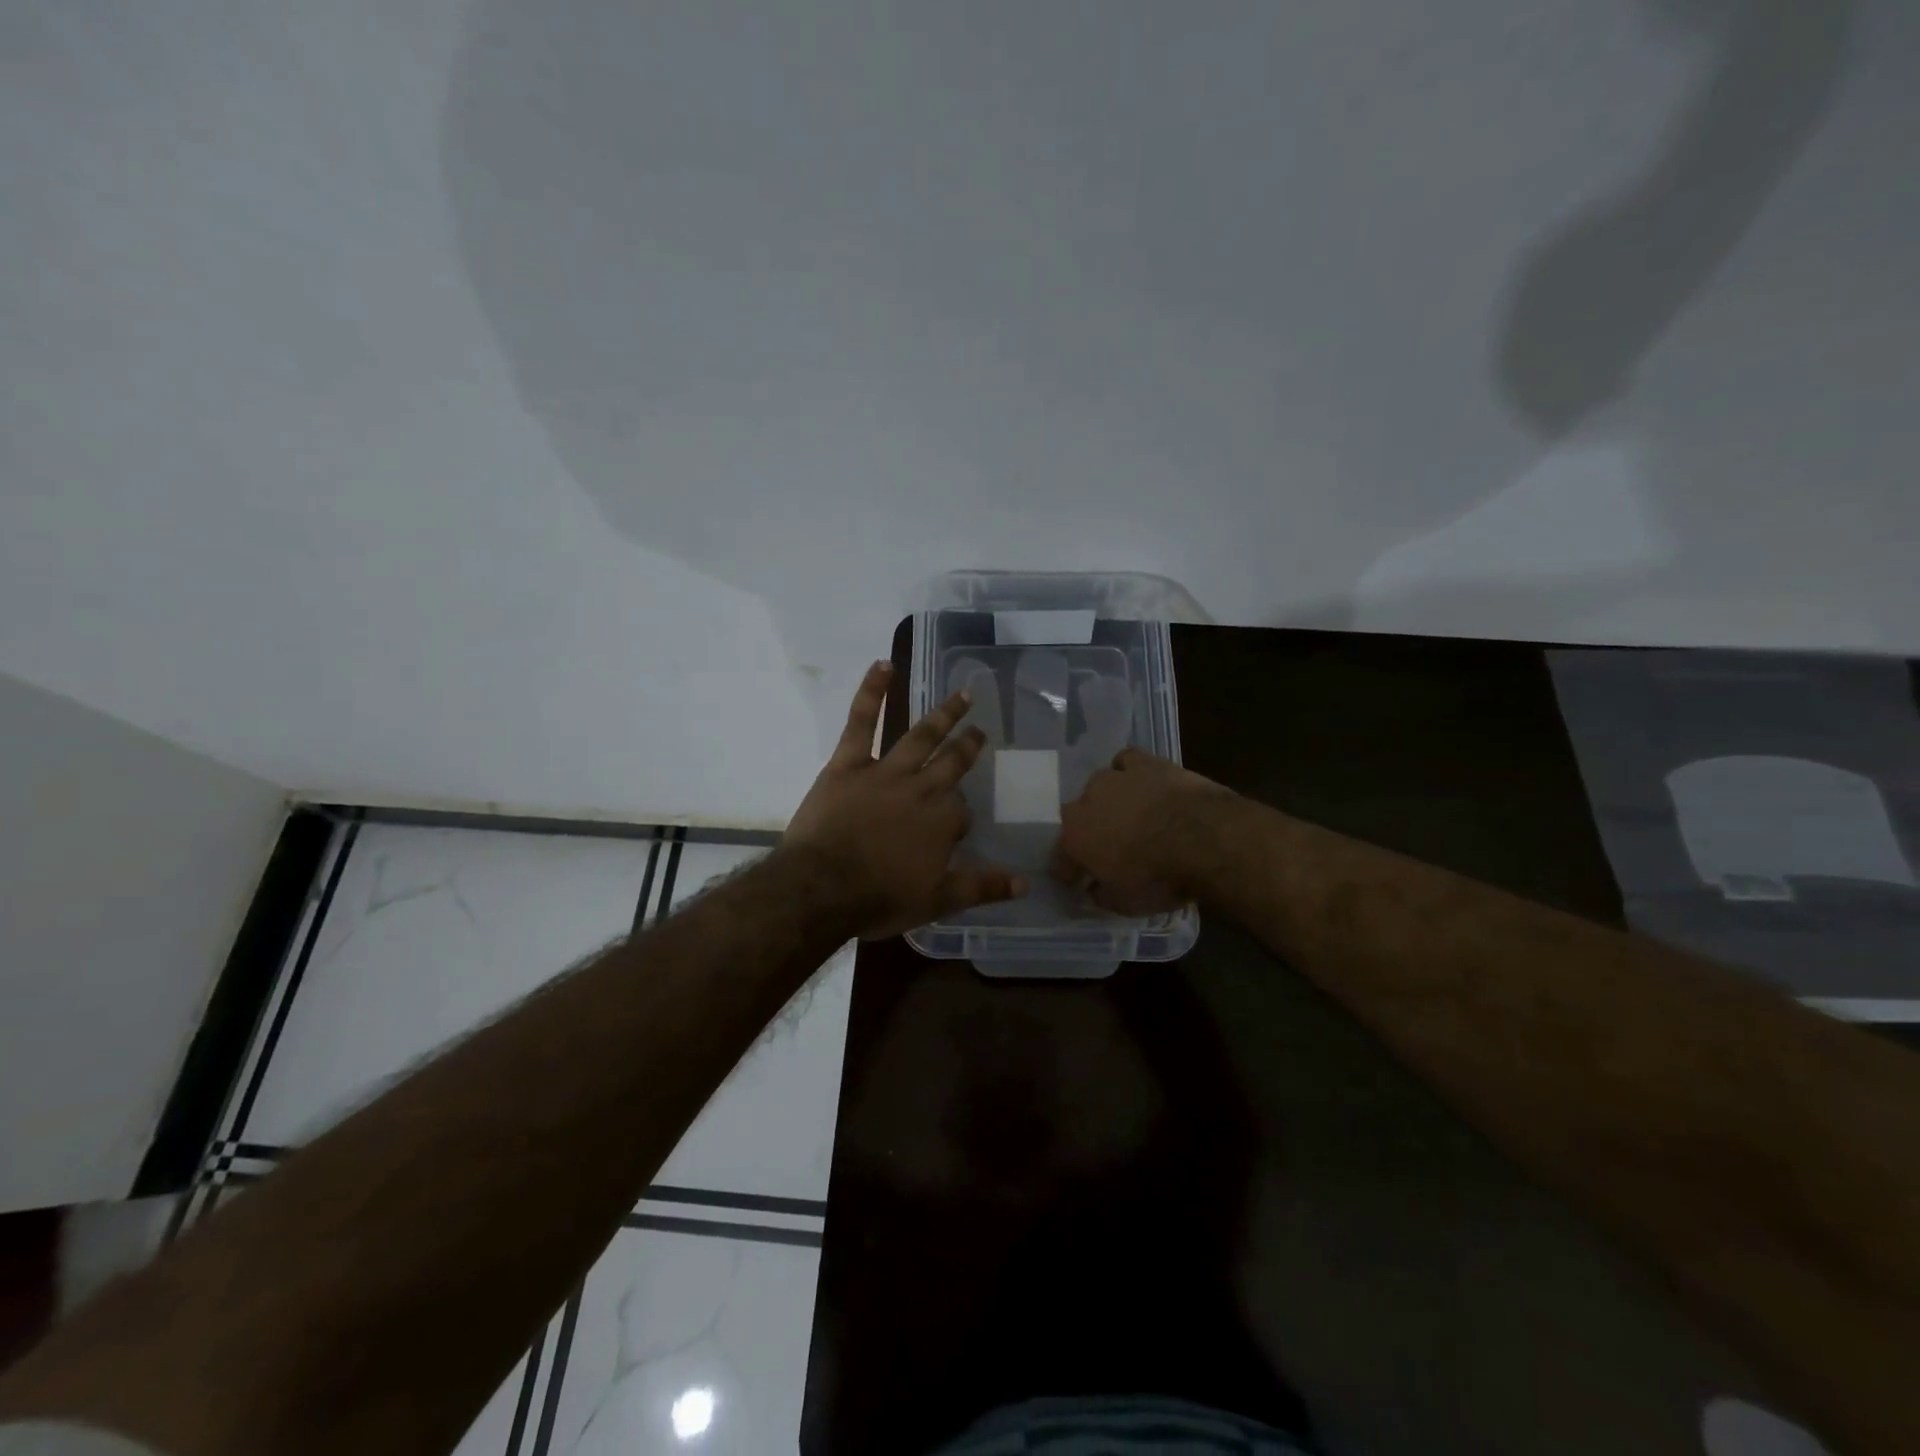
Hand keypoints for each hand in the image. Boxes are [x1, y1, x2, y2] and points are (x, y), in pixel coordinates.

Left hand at [783, 661, 1027, 938]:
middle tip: (979, 731)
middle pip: (951, 763)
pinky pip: (862, 722)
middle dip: (968, 747)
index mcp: (942, 821)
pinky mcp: (849, 763)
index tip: (954, 829)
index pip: (961, 813)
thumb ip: (982, 887)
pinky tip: (882, 665)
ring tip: (962, 695)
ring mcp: (886, 771)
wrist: (822, 889)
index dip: (958, 821)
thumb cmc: (879, 898)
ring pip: (921, 737)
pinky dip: (872, 692)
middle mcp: (921, 789)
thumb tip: (1026, 882)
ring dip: (944, 714)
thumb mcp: (937, 901)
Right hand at [1052, 749, 1234, 915]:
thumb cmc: (1159, 877)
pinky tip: (1140, 783)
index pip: (1060, 857)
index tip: (1077, 882)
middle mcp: (1086, 802)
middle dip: (1089, 832)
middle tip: (1108, 849)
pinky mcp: (1145, 763)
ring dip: (1108, 800)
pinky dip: (1128, 771)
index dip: (1069, 870)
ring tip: (1128, 814)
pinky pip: (1126, 761)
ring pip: (1100, 785)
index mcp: (1075, 837)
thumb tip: (1095, 888)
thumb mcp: (1125, 903)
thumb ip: (1102, 894)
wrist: (1203, 838)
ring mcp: (1115, 778)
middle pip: (1078, 816)